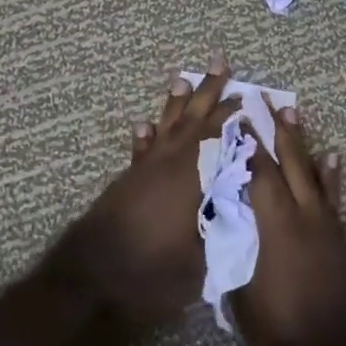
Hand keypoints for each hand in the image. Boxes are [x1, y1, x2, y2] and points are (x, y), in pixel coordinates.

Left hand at [48, 61, 240, 330]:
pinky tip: (146, 124)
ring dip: (176, 103)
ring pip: (166, 126)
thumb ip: (224, 227)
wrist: (92, 284)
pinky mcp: (126, 182)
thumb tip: (242, 207)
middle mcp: (170, 163)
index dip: (238, 117)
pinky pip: (141, 149)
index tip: (253, 98)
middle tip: (220, 62)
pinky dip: (145, 136)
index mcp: (193, 177)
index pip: (222, 136)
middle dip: (210, 91)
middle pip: (194, 119)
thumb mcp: (202, 258)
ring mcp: (145, 170)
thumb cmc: (152, 274)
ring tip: (183, 78)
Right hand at [233, 104, 345, 345]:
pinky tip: (331, 157)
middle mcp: (302, 217)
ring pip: (312, 174)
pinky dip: (331, 176)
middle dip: (275, 130)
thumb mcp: (240, 292)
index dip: (245, 142)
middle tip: (265, 99)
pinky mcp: (341, 243)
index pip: (257, 172)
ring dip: (302, 143)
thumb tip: (220, 217)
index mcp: (272, 227)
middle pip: (287, 162)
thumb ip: (232, 247)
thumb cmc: (276, 339)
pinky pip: (334, 199)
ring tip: (293, 113)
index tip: (235, 115)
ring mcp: (326, 229)